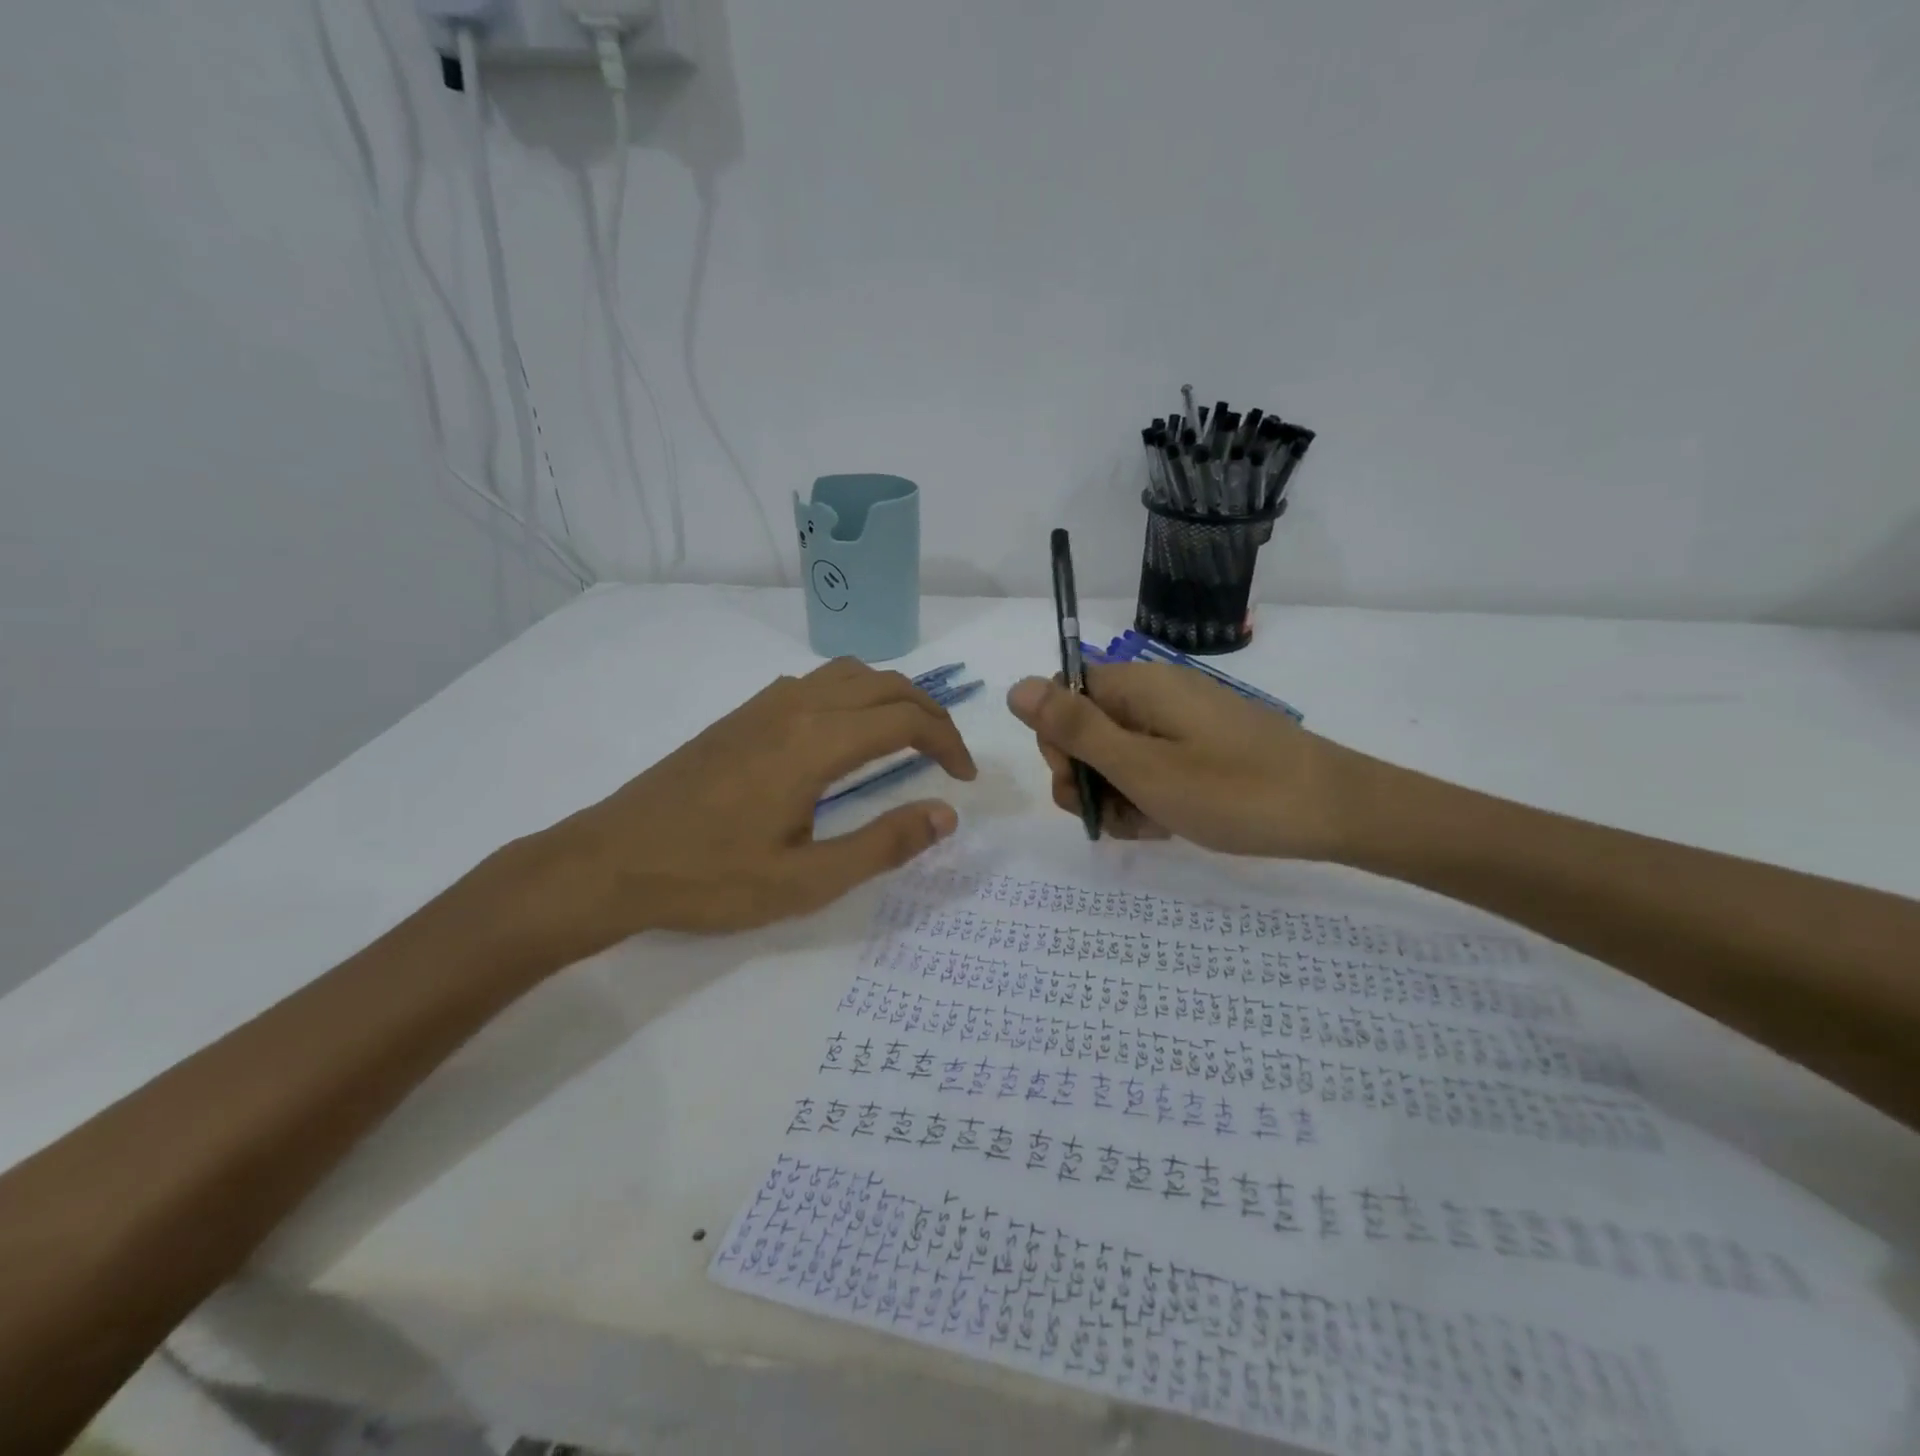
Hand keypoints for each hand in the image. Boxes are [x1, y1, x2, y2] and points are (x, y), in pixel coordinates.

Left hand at [515, 659, 976, 955]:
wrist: (609, 861)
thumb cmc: (709, 878)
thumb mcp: (805, 881)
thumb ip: (882, 845)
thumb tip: (946, 815)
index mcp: (815, 743)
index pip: (905, 719)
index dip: (947, 742)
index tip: (963, 779)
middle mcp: (795, 707)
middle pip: (884, 683)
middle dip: (928, 711)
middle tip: (947, 754)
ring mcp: (763, 705)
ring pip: (848, 674)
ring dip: (890, 696)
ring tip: (906, 737)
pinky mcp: (741, 714)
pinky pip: (814, 682)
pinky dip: (853, 694)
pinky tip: (844, 736)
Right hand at [1006, 664, 1362, 859]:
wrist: (1334, 811)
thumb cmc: (1232, 789)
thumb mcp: (1140, 766)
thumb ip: (1075, 728)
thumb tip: (1017, 686)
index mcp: (1137, 686)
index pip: (1065, 694)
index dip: (1058, 738)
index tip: (1079, 780)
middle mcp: (1156, 696)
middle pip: (1089, 728)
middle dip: (1087, 776)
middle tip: (1111, 813)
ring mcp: (1182, 724)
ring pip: (1120, 756)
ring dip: (1117, 795)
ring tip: (1147, 825)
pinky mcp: (1203, 749)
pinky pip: (1154, 768)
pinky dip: (1149, 798)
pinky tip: (1167, 825)